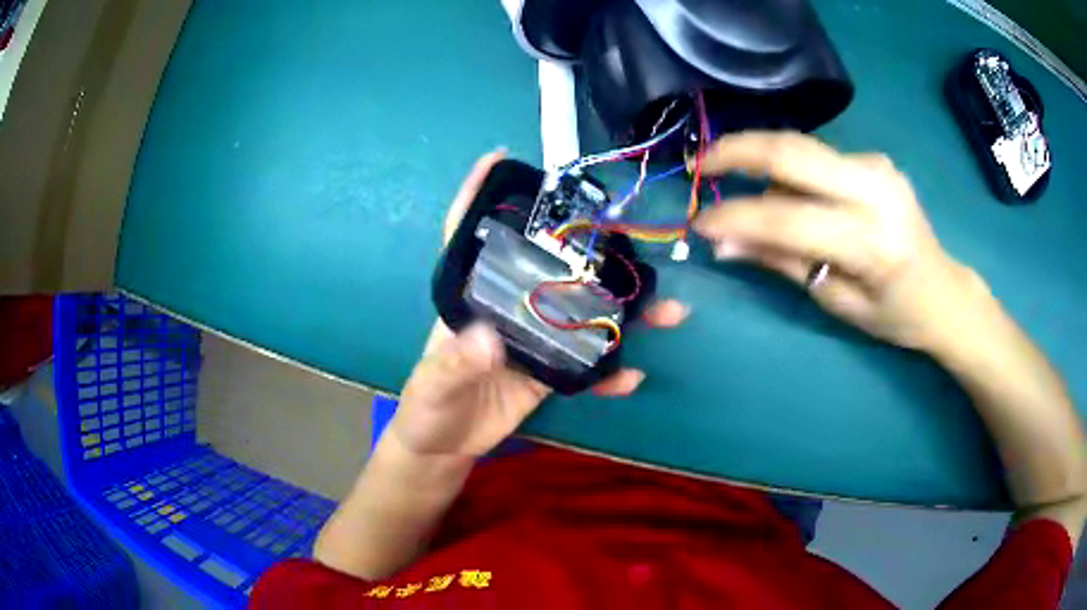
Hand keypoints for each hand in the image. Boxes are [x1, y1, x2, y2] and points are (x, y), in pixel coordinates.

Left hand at [389, 151, 687, 458]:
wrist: (444, 446)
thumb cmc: (428, 406)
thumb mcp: (433, 384)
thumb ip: (455, 363)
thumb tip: (489, 339)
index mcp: (473, 298)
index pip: (471, 237)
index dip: (479, 195)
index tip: (500, 157)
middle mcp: (509, 307)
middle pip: (554, 269)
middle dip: (595, 254)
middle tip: (635, 242)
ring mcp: (535, 339)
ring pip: (585, 315)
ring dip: (627, 314)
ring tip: (668, 311)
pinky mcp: (550, 373)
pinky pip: (588, 369)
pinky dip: (611, 374)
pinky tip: (633, 378)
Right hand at [693, 131, 983, 352]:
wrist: (943, 290)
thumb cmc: (894, 313)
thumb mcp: (837, 302)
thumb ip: (783, 263)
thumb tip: (723, 244)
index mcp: (871, 242)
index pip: (788, 218)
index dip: (736, 217)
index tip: (699, 223)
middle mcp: (876, 189)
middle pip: (792, 152)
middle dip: (738, 151)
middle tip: (702, 164)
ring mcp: (878, 166)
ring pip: (801, 147)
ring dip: (762, 161)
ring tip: (743, 188)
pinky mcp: (875, 159)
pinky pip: (818, 156)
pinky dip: (791, 170)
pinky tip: (789, 193)